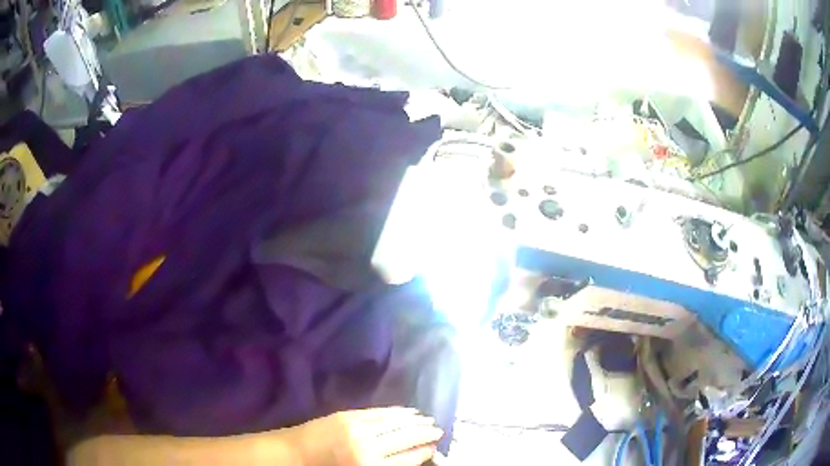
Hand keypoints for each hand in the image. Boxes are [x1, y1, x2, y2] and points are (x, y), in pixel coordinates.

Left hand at [286, 407, 443, 465]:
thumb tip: (413, 457)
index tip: (434, 447)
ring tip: (428, 419)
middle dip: (425, 434)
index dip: (425, 452)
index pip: (409, 458)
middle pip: (406, 438)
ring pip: (395, 422)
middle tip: (439, 430)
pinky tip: (407, 411)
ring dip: (414, 420)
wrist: (293, 455)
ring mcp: (358, 428)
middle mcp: (369, 447)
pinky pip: (378, 412)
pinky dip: (395, 411)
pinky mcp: (348, 415)